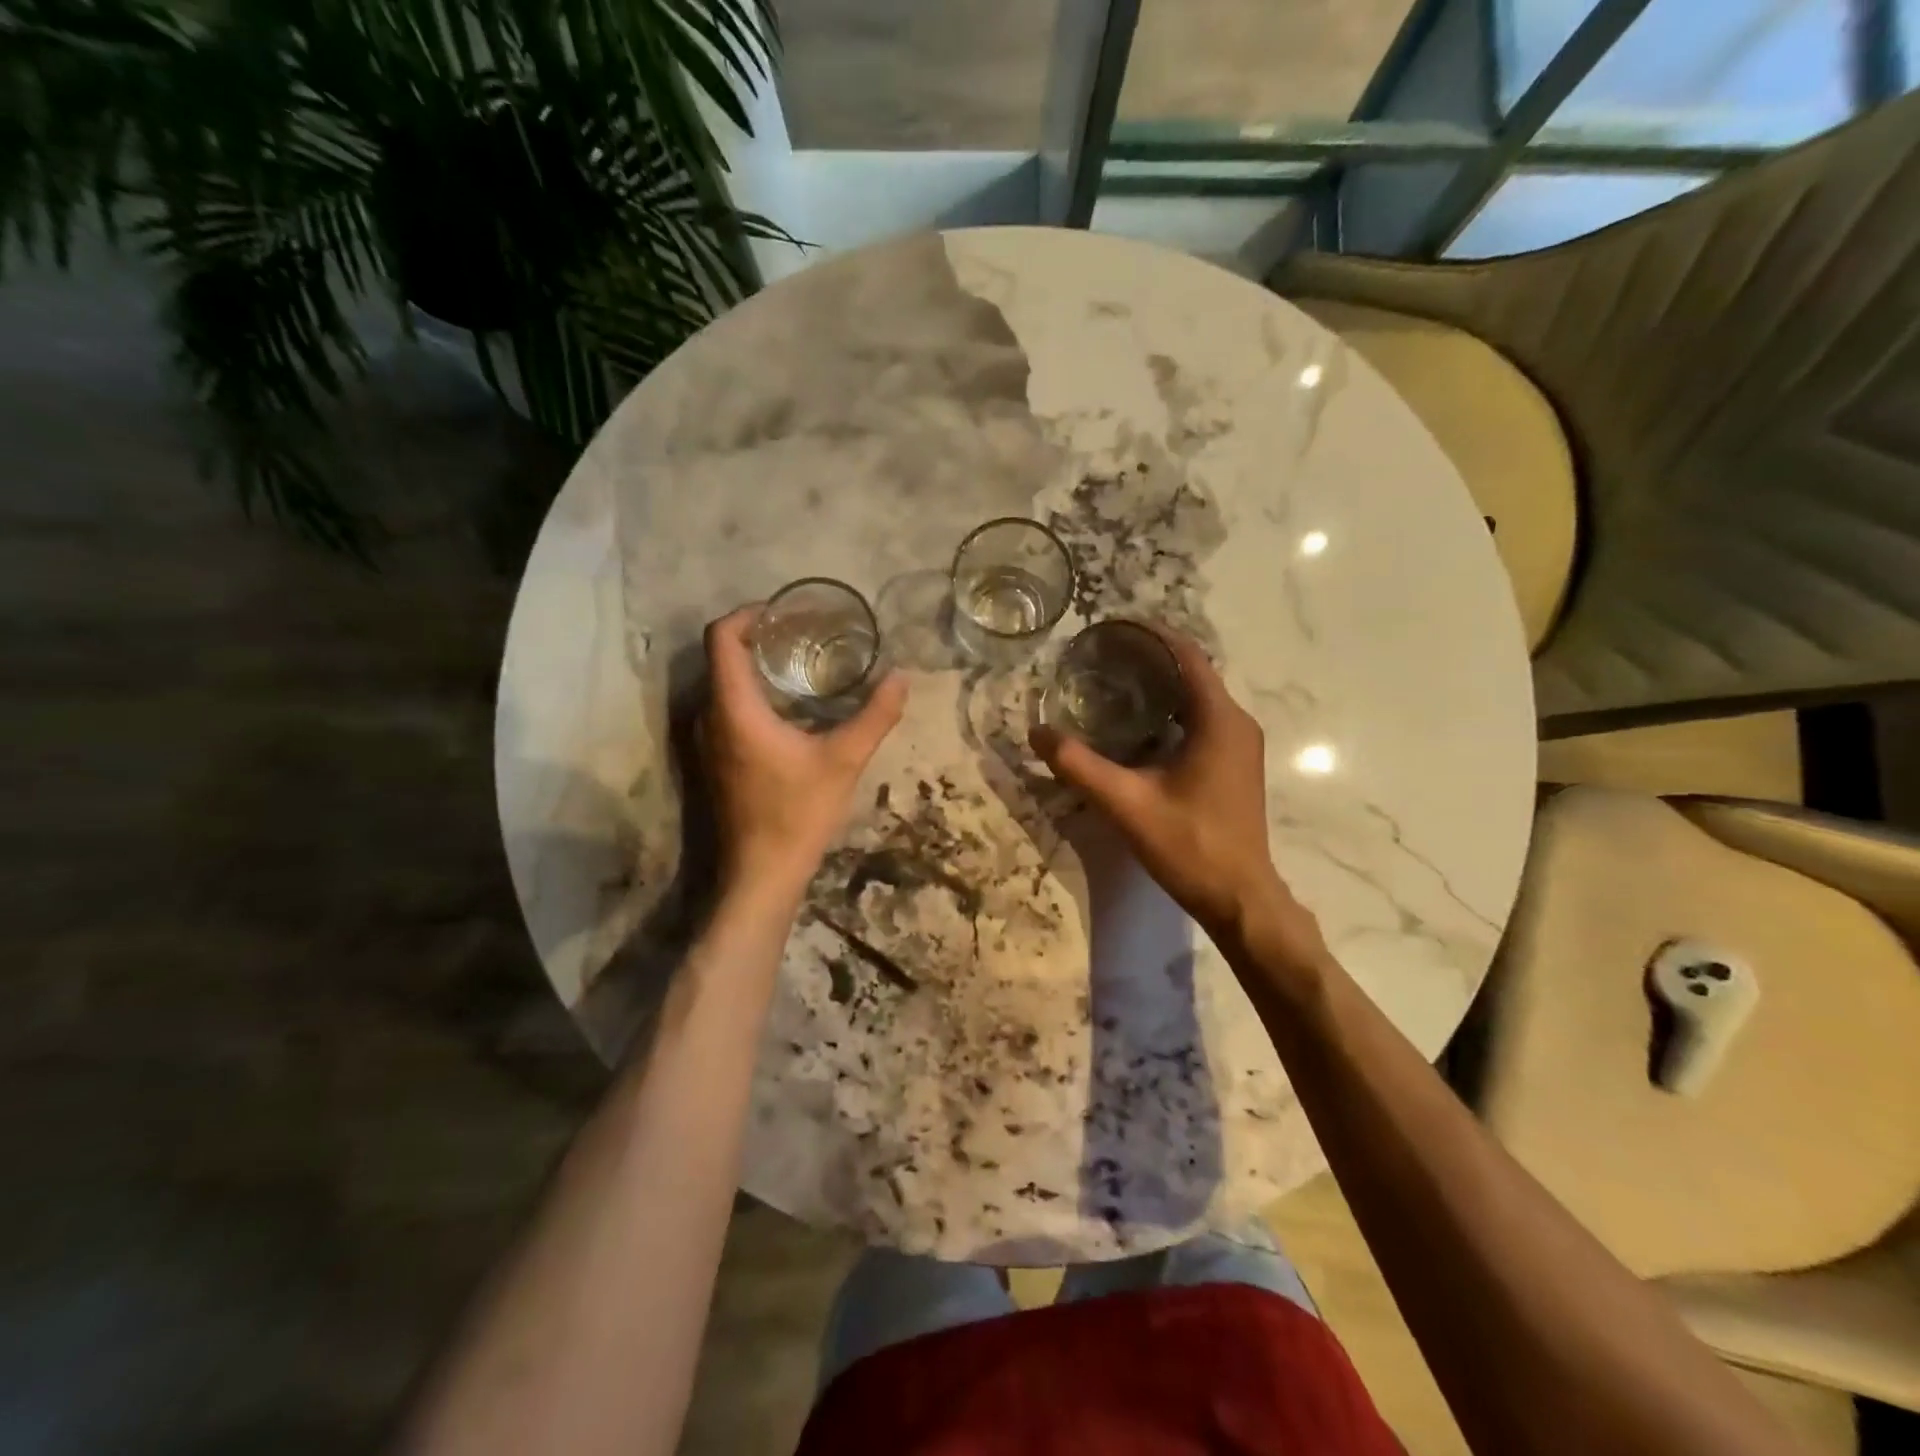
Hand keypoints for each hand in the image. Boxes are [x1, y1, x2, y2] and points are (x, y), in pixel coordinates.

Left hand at [703, 606, 906, 901]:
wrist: (761, 874)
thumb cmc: (798, 813)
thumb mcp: (844, 760)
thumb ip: (875, 716)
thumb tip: (901, 677)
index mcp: (734, 708)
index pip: (721, 638)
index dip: (748, 614)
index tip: (783, 612)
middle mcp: (708, 717)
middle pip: (720, 658)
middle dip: (756, 638)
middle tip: (801, 635)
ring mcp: (705, 742)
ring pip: (721, 686)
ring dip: (753, 669)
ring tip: (798, 665)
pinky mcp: (713, 761)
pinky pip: (724, 710)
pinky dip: (749, 696)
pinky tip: (786, 710)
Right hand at [1030, 626, 1327, 967]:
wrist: (1239, 898)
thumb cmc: (1190, 845)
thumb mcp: (1126, 804)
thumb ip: (1079, 766)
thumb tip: (1037, 733)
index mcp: (1219, 720)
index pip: (1186, 656)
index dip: (1150, 635)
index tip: (1112, 627)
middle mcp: (1236, 723)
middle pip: (1191, 672)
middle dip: (1148, 659)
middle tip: (1101, 656)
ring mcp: (1240, 745)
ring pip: (1197, 697)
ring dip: (1159, 685)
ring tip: (1111, 682)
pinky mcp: (1234, 765)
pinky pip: (1201, 720)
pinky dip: (1170, 710)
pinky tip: (1136, 725)